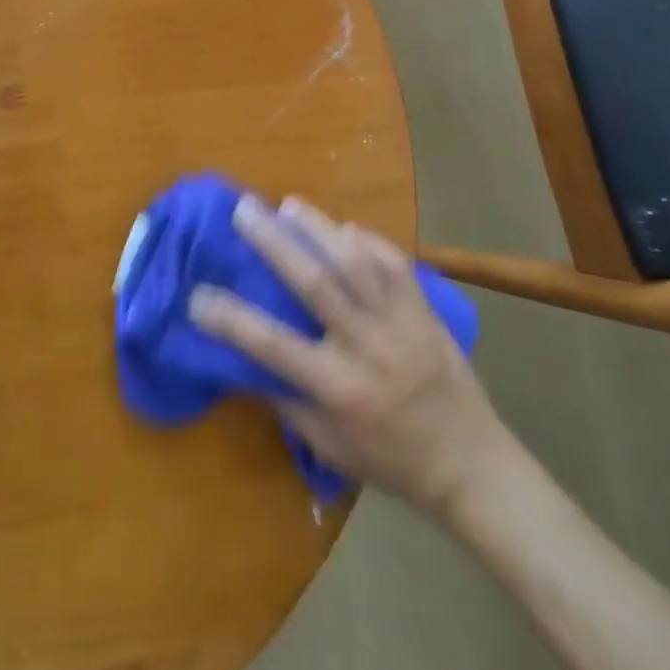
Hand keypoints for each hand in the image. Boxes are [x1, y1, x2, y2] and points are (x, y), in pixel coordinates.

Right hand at [189, 194, 512, 515]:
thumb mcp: (330, 445)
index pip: (273, 345)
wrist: (472, 465)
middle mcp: (367, 347)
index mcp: (339, 388)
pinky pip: (394, 263)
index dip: (230, 318)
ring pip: (356, 261)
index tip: (197, 294)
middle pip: (315, 283)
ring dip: (319, 228)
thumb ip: (287, 399)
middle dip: (274, 242)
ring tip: (288, 204)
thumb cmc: (391, 461)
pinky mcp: (425, 309)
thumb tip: (245, 357)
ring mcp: (401, 323)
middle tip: (244, 209)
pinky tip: (343, 227)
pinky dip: (367, 240)